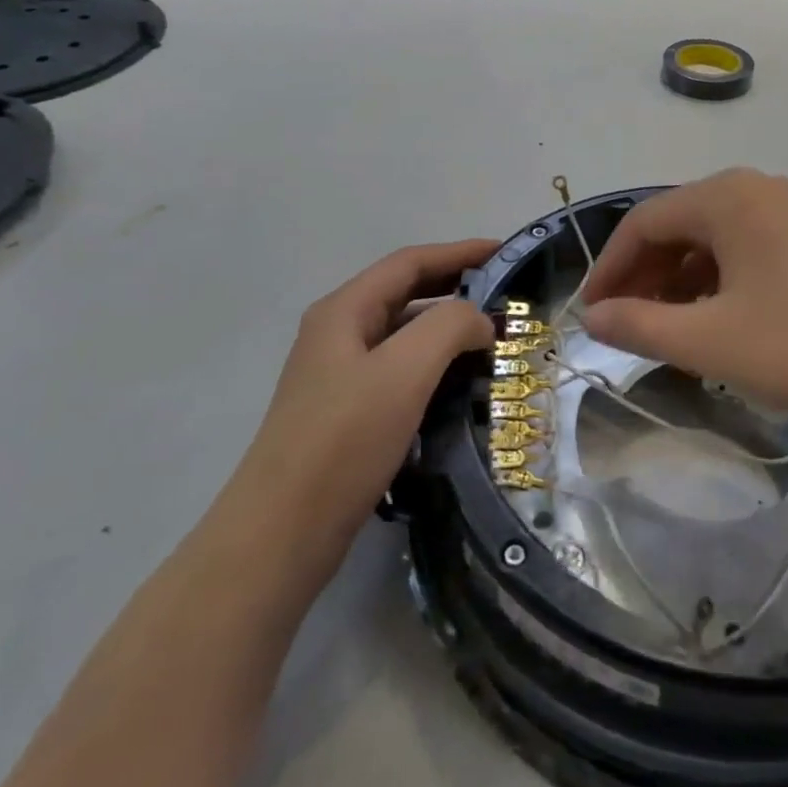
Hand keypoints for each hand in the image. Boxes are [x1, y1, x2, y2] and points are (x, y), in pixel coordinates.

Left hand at [247, 239, 496, 557]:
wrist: (281, 534)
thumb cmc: (343, 441)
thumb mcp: (404, 371)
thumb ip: (449, 327)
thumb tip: (479, 321)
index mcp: (344, 311)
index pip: (410, 263)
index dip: (459, 252)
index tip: (505, 252)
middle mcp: (338, 334)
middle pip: (405, 294)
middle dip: (456, 288)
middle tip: (506, 296)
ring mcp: (339, 376)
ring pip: (404, 336)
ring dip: (447, 331)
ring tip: (493, 342)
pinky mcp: (347, 414)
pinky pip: (400, 373)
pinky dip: (434, 368)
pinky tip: (461, 387)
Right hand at [578, 170, 787, 436]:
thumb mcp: (712, 341)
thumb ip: (641, 325)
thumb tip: (593, 317)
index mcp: (726, 197)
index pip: (642, 222)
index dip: (608, 269)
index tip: (590, 314)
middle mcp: (759, 190)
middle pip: (680, 226)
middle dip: (645, 276)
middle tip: (627, 325)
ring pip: (718, 241)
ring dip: (684, 282)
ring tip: (673, 331)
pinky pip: (753, 253)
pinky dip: (724, 284)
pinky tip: (727, 325)